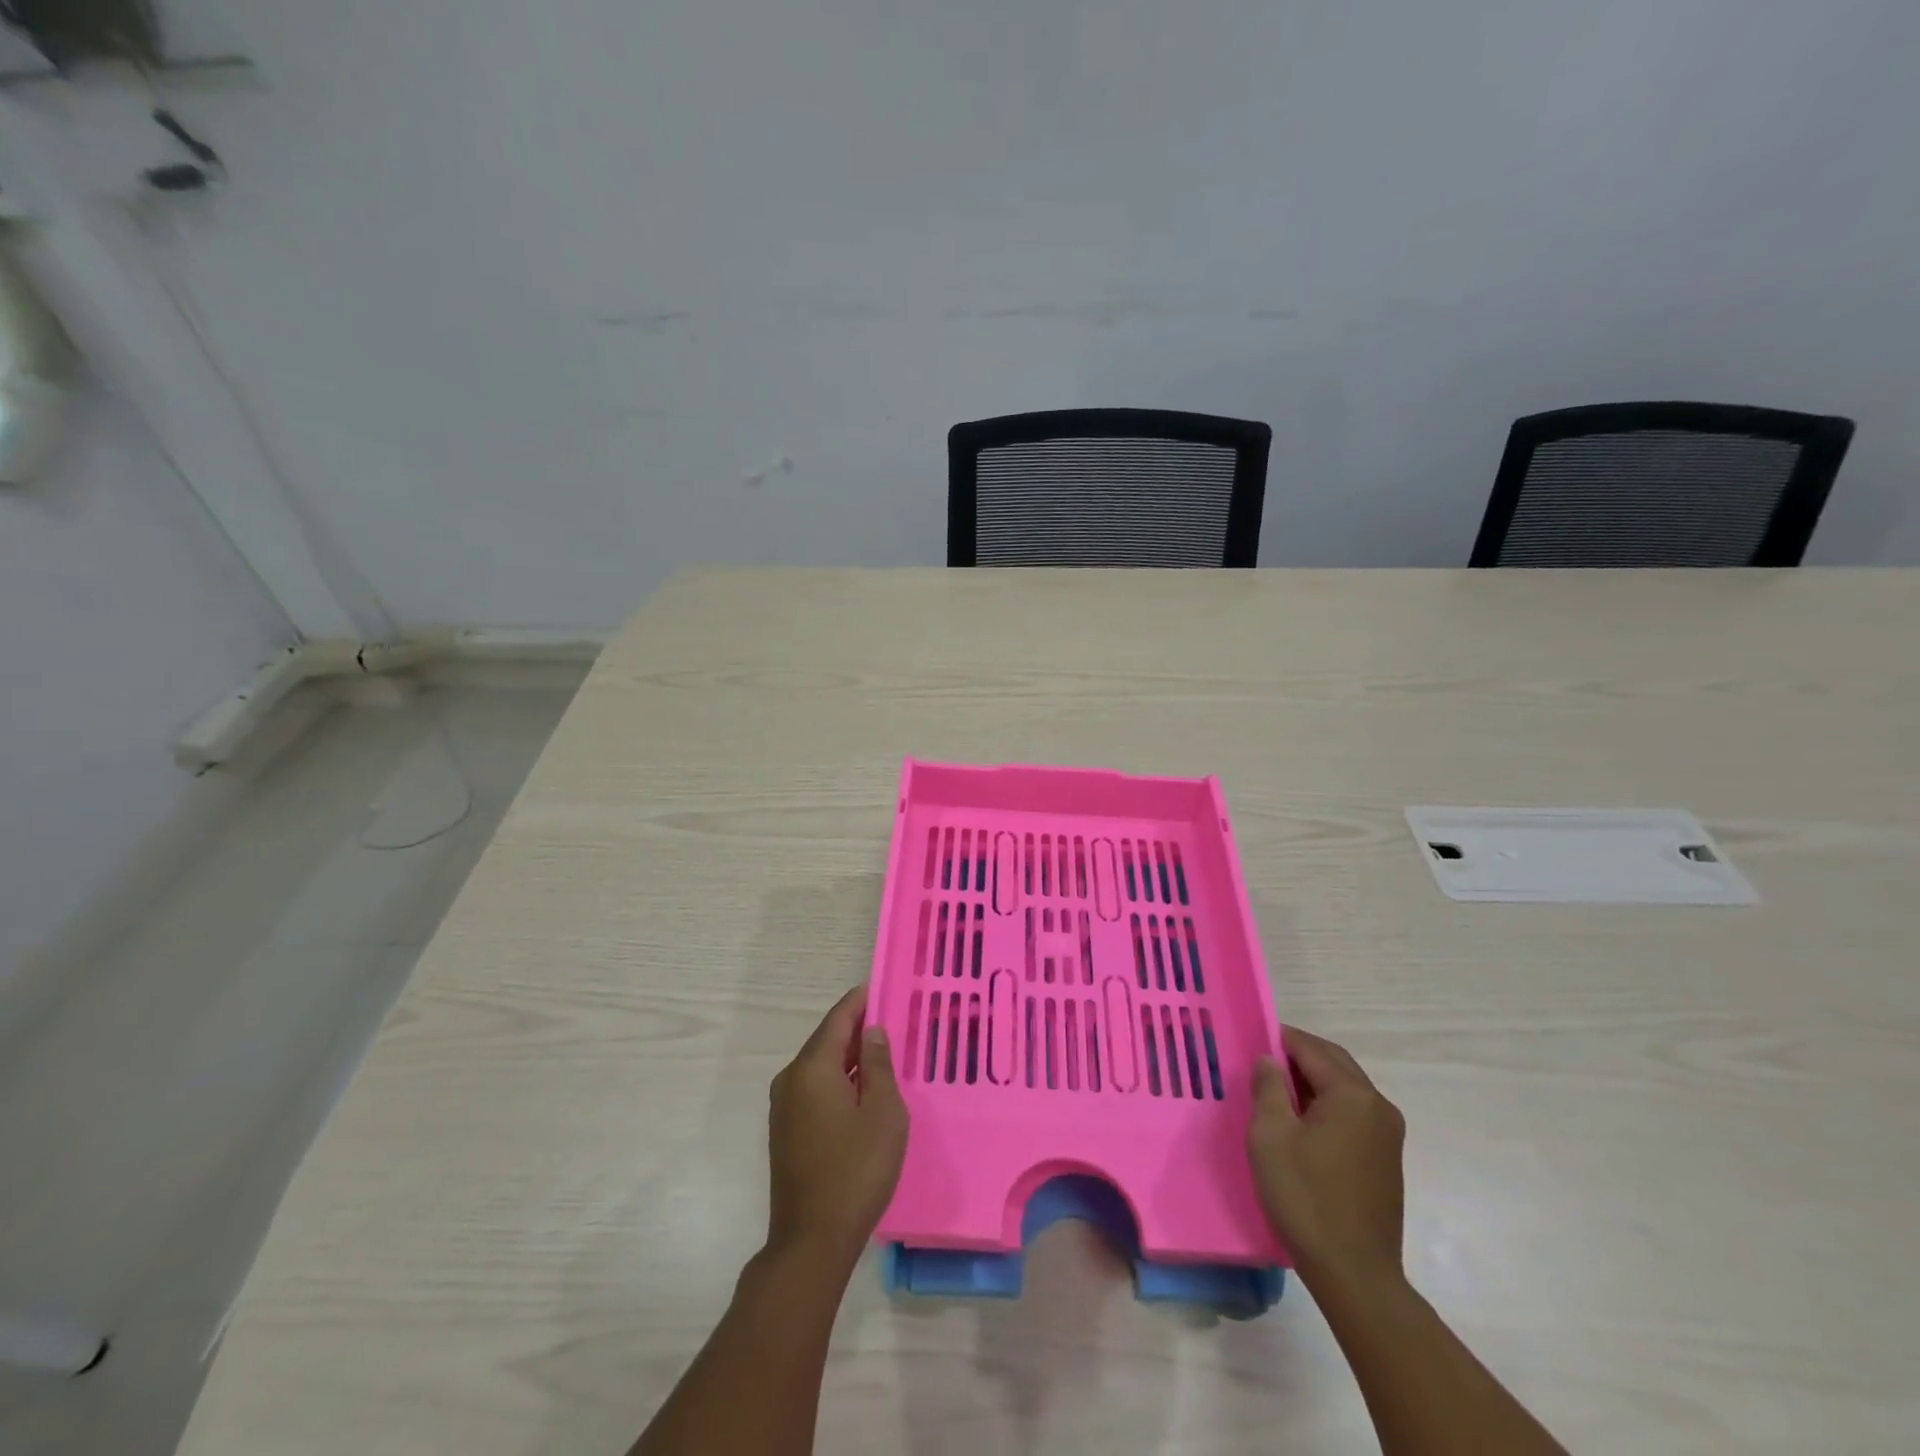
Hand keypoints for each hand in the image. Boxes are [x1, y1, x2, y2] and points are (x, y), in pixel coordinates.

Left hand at [765, 984, 907, 1265]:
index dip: (860, 1001)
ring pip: (820, 1066)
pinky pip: (814, 1089)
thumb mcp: (882, 1112)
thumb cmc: (856, 1170)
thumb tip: (871, 1032)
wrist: (811, 1241)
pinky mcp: (785, 1131)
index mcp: (812, 1068)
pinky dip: (837, 1080)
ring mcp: (783, 1107)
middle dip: (856, 1028)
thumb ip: (877, 1065)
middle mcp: (791, 1079)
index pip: (838, 1019)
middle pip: (826, 1041)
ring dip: (847, 1057)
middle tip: (890, 1020)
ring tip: (881, 1052)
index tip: (881, 987)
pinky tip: (861, 1090)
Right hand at [1247, 1025, 1405, 1285]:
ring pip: (1345, 1088)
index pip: (1311, 1048)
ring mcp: (1388, 1135)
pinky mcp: (1386, 1159)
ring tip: (1275, 1092)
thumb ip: (1268, 1088)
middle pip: (1334, 1063)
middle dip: (1297, 1056)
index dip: (1279, 1039)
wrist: (1355, 1275)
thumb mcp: (1270, 1135)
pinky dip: (1326, 1105)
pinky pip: (1352, 1114)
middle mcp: (1378, 1107)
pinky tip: (1300, 1123)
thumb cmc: (1306, 1197)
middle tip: (1261, 1062)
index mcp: (1353, 1095)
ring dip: (1312, 1082)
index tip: (1251, 1040)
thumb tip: (1269, 1060)